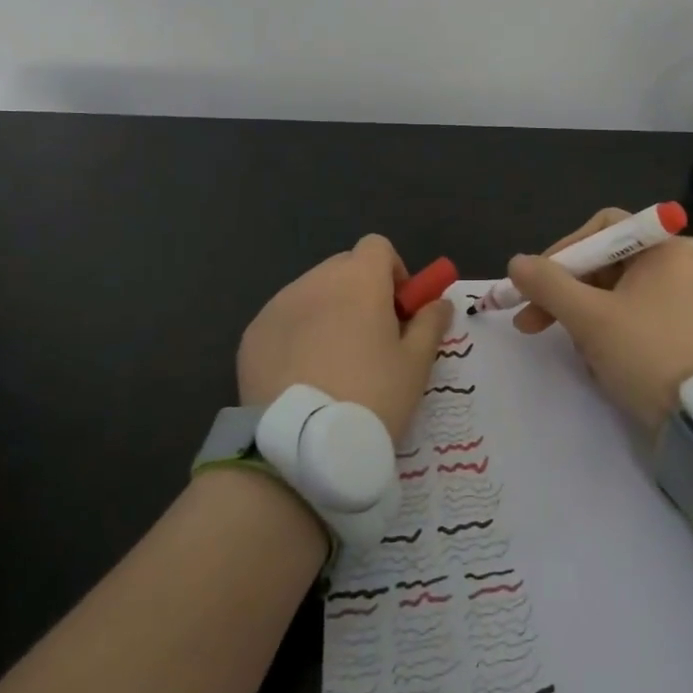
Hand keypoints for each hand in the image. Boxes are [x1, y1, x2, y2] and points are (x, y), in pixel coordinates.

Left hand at [237, 234, 454, 440]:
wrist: (303, 446)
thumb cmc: (372, 397)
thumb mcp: (416, 364)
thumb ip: (430, 324)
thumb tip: (440, 302)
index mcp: (358, 280)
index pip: (377, 247)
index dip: (392, 271)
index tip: (399, 309)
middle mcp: (315, 281)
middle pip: (343, 267)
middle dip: (360, 291)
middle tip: (370, 338)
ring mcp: (278, 305)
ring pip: (311, 293)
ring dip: (327, 311)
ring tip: (333, 363)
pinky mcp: (252, 334)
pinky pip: (283, 320)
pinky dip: (296, 334)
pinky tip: (302, 377)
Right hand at [508, 208, 692, 434]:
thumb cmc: (647, 354)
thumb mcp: (589, 317)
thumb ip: (548, 284)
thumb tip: (515, 262)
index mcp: (663, 249)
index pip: (603, 228)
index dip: (564, 249)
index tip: (539, 281)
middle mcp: (675, 267)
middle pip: (604, 263)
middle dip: (564, 292)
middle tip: (529, 321)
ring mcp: (680, 302)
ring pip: (613, 295)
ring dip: (582, 318)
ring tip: (573, 351)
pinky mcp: (680, 333)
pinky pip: (631, 318)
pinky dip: (607, 334)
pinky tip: (597, 363)